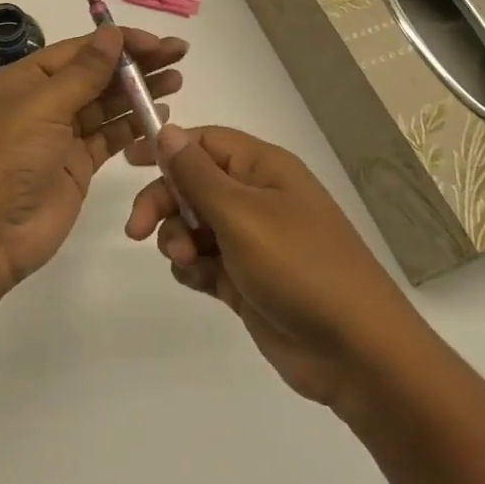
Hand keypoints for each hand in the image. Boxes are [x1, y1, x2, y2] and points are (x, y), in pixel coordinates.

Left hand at [0, 24, 187, 282]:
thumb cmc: (5, 158)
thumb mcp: (42, 107)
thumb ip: (82, 73)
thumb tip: (111, 33)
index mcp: (25, 79)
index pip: (80, 50)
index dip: (120, 42)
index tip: (159, 41)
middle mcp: (43, 102)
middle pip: (96, 74)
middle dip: (136, 64)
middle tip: (179, 55)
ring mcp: (60, 136)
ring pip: (105, 105)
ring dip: (138, 92)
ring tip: (177, 81)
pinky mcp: (75, 166)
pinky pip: (108, 137)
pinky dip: (132, 125)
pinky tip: (159, 114)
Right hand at [125, 125, 425, 418]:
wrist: (357, 353)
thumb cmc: (299, 267)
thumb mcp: (241, 214)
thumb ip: (196, 174)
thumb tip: (166, 130)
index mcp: (263, 169)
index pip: (204, 142)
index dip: (166, 147)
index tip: (127, 162)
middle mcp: (257, 198)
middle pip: (192, 184)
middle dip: (164, 203)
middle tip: (138, 231)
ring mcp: (253, 241)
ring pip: (194, 224)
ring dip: (178, 238)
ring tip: (188, 261)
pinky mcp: (248, 280)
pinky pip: (205, 260)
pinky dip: (193, 267)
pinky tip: (197, 280)